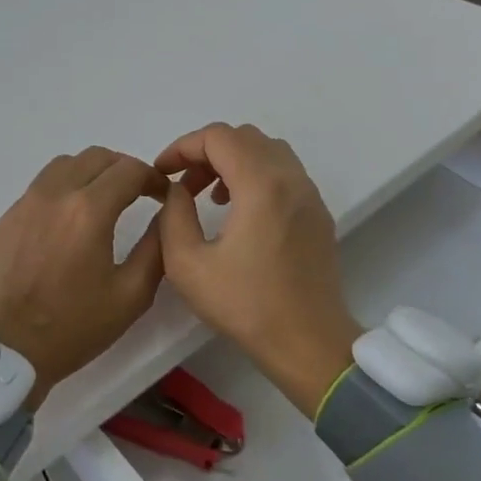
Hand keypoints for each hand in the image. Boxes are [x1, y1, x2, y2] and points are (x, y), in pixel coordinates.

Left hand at [0, 147, 169, 410]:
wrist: (8, 352)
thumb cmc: (75, 327)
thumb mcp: (132, 295)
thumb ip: (156, 246)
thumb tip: (166, 214)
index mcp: (89, 210)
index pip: (129, 169)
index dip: (153, 177)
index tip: (163, 196)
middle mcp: (55, 194)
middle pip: (97, 157)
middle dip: (124, 169)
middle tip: (138, 194)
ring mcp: (26, 203)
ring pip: (65, 164)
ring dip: (92, 172)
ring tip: (103, 200)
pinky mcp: (7, 217)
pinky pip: (41, 185)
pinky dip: (64, 187)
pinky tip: (69, 220)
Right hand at [155, 123, 360, 413]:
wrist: (309, 343)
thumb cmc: (246, 306)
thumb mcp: (188, 266)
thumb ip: (173, 216)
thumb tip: (177, 190)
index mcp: (261, 185)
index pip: (218, 137)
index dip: (183, 146)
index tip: (162, 171)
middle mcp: (291, 178)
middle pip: (244, 137)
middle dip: (206, 151)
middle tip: (183, 183)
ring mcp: (310, 194)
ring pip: (267, 150)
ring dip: (233, 161)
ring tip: (209, 195)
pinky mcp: (318, 212)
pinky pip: (284, 172)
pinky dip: (256, 174)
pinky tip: (239, 211)